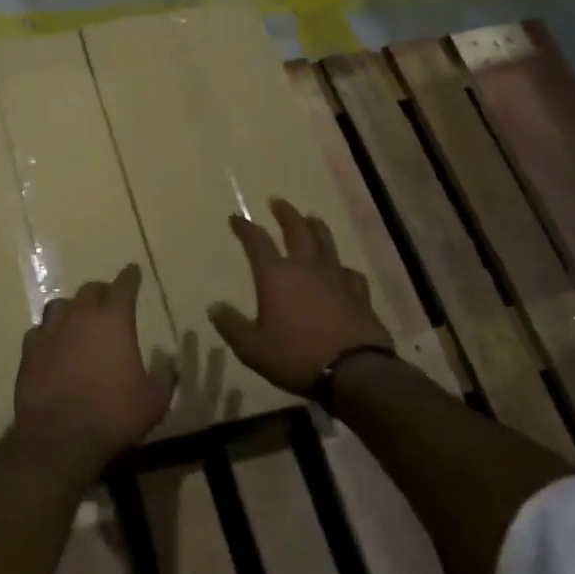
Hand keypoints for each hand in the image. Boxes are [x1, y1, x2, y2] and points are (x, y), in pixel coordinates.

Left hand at [14, 265, 176, 481]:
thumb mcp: (154, 401)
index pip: (124, 287)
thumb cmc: (114, 415)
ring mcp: (51, 331)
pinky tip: (52, 344)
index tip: (133, 270)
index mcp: (113, 321)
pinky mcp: (29, 350)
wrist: (61, 436)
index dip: (130, 277)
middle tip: (108, 298)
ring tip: (77, 319)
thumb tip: (167, 359)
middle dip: (102, 292)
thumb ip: (165, 376)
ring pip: (60, 305)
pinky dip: (48, 334)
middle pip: (90, 291)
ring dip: (72, 308)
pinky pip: (39, 332)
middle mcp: (80, 316)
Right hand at [209, 199, 391, 395]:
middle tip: (278, 201)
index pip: (256, 241)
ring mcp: (336, 278)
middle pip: (296, 230)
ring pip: (326, 243)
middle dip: (285, 214)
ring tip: (312, 218)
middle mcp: (306, 268)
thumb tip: (214, 307)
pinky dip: (342, 267)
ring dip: (316, 227)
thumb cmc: (296, 356)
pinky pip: (349, 272)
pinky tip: (342, 270)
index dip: (245, 227)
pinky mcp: (359, 295)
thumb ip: (231, 326)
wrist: (355, 372)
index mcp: (276, 275)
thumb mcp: (252, 348)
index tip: (236, 218)